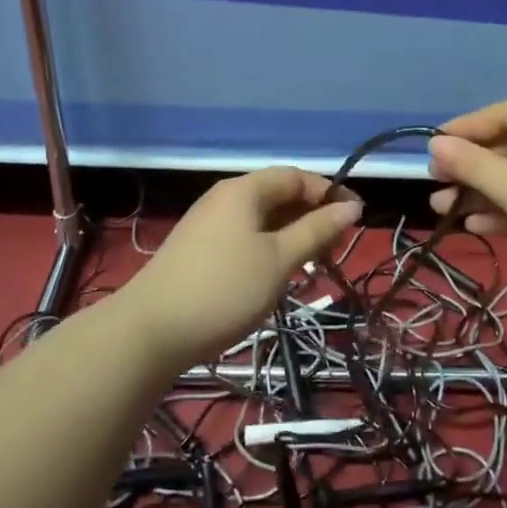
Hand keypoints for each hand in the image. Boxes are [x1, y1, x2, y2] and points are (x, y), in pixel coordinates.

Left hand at [117, 167, 361, 366]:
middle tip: (335, 248)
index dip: (329, 193)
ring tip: (311, 264)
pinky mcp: (198, 249)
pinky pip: (244, 236)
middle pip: (278, 195)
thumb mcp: (280, 259)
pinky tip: (275, 275)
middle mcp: (225, 198)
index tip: (356, 219)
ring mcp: (208, 223)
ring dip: (291, 235)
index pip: (296, 176)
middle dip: (311, 216)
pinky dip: (268, 248)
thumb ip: (317, 230)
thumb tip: (351, 207)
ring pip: (261, 219)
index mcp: (245, 190)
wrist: (150, 331)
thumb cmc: (224, 289)